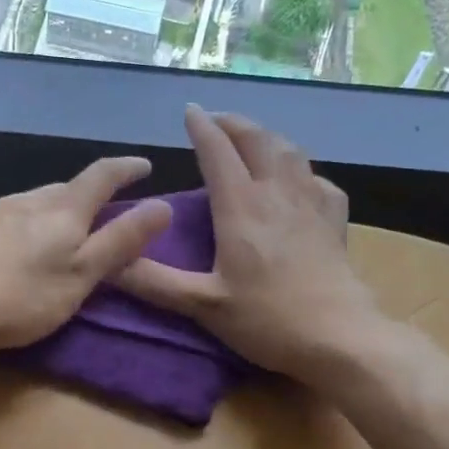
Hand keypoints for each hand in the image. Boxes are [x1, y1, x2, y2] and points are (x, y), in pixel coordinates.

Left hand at [0, 157, 172, 351]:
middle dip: (84, 196)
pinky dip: (13, 226)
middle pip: (63, 189)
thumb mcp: (81, 276)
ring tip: (51, 232)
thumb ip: (121, 242)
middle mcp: (25, 200)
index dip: (126, 169)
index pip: (101, 177)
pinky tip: (3, 248)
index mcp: (61, 211)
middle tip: (96, 212)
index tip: (143, 165)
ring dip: (46, 210)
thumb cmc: (20, 297)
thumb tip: (163, 206)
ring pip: (28, 202)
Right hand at [120, 107, 381, 381]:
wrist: (340, 337)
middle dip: (234, 123)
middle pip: (258, 139)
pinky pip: (317, 179)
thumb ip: (153, 282)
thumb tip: (108, 263)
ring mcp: (311, 203)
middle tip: (216, 121)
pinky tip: (297, 182)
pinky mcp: (334, 220)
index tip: (190, 110)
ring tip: (252, 141)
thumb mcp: (202, 304)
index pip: (218, 150)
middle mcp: (277, 193)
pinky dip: (300, 169)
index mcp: (241, 206)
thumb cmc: (267, 319)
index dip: (202, 126)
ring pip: (290, 151)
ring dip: (267, 137)